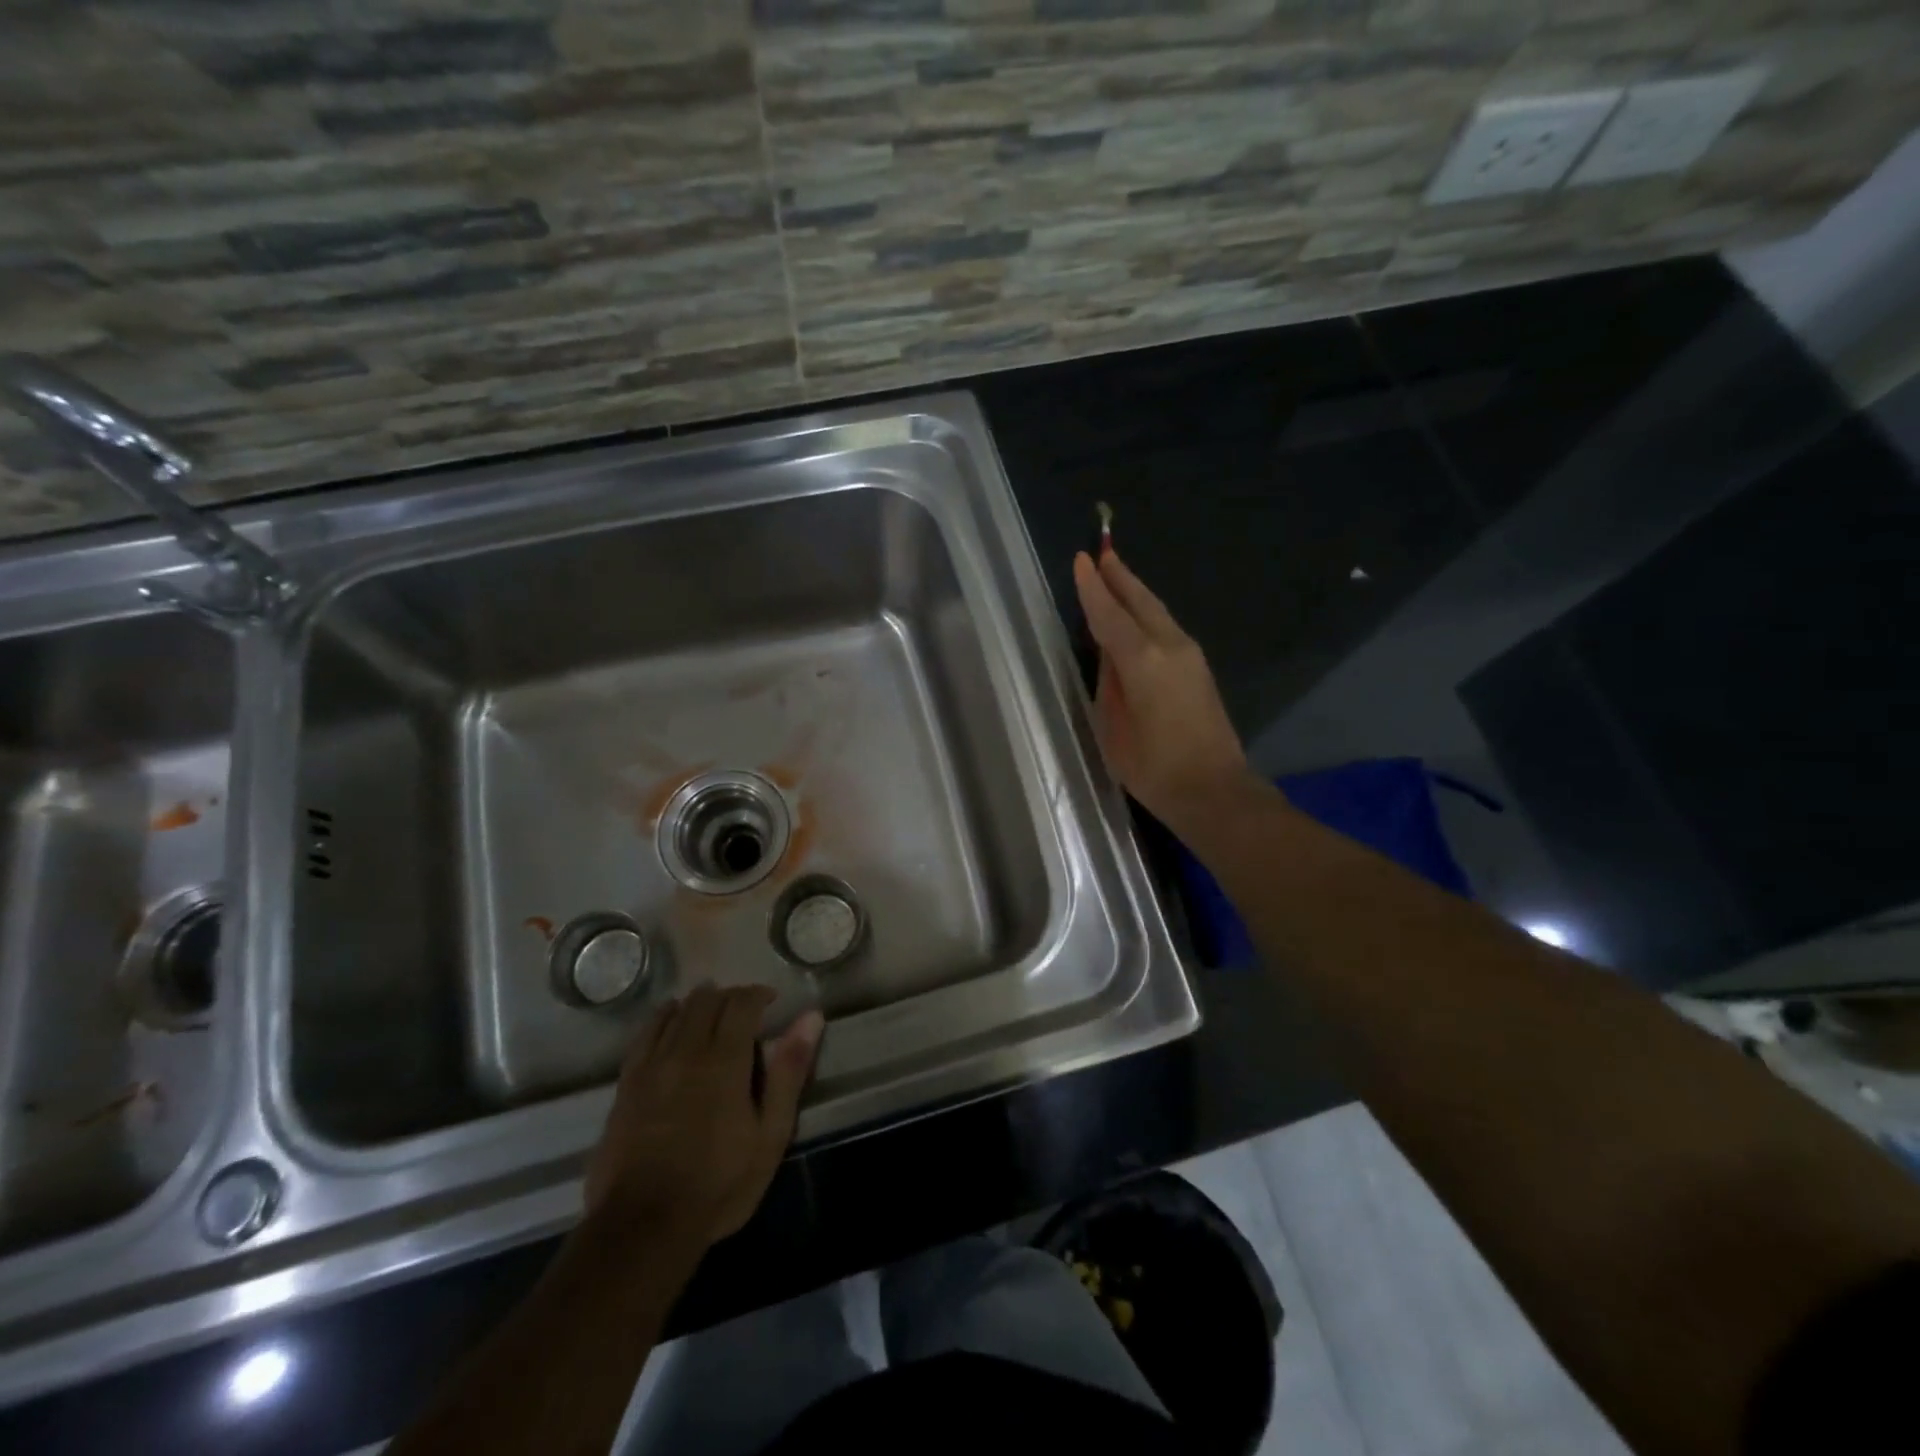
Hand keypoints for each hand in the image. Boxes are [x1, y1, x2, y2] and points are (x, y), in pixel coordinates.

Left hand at [585, 985, 823, 1247]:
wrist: (642, 1227)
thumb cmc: (719, 1184)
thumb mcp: (770, 1134)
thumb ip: (789, 1071)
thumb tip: (811, 1017)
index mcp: (725, 1060)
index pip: (742, 1003)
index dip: (758, 994)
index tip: (771, 1001)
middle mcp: (686, 1051)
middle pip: (707, 1001)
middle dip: (729, 996)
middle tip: (745, 1010)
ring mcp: (651, 1065)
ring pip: (676, 1012)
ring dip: (698, 1003)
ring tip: (712, 1012)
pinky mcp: (626, 1084)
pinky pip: (645, 1034)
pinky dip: (663, 1018)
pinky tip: (671, 1020)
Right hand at [1073, 548, 1249, 832]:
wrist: (1213, 790)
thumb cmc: (1153, 768)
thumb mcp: (1113, 729)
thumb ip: (1109, 685)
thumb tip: (1110, 656)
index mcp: (1142, 661)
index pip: (1110, 615)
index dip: (1093, 589)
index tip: (1081, 560)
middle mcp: (1170, 647)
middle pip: (1141, 602)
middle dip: (1120, 577)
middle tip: (1102, 553)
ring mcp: (1190, 656)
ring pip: (1158, 612)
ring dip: (1135, 592)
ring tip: (1116, 574)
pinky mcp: (1199, 669)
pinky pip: (1167, 627)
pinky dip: (1148, 613)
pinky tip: (1139, 615)